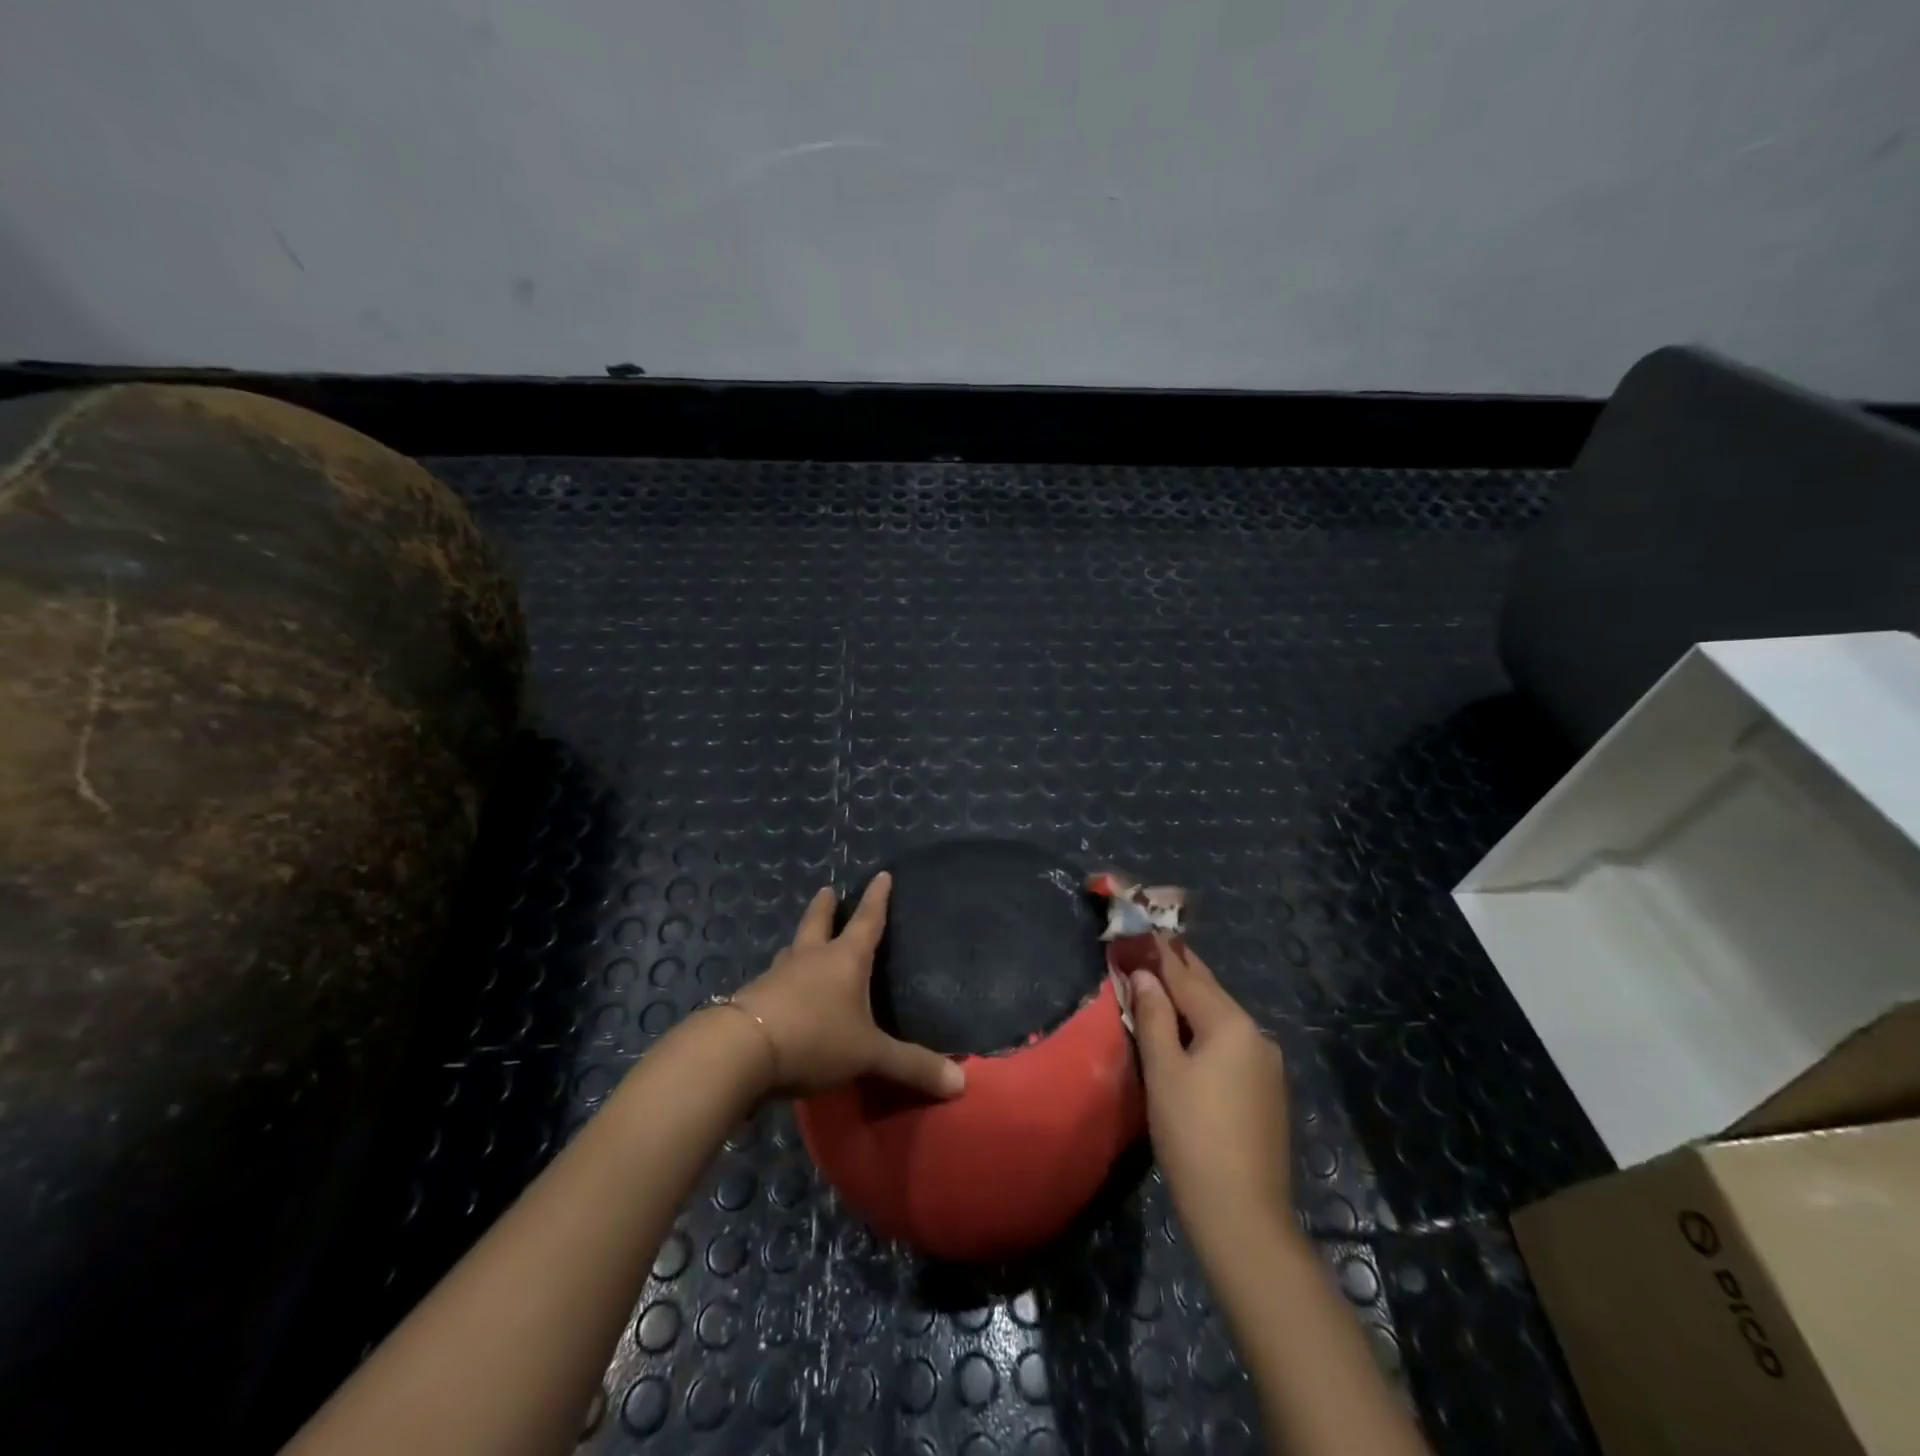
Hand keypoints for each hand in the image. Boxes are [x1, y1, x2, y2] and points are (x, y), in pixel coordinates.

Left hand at [731, 873, 965, 1100]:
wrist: (741, 1052)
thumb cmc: (815, 1039)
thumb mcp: (869, 1055)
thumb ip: (912, 1066)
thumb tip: (960, 1082)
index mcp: (844, 960)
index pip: (867, 921)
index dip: (877, 899)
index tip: (881, 875)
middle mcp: (811, 958)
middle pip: (818, 923)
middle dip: (826, 907)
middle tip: (826, 890)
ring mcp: (778, 976)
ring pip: (792, 950)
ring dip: (800, 942)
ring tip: (802, 940)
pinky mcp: (754, 998)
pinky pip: (774, 981)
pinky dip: (782, 979)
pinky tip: (781, 991)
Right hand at [1130, 936, 1291, 1245]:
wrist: (1242, 1216)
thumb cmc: (1192, 1135)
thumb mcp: (1163, 1071)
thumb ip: (1153, 1016)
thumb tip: (1143, 975)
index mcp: (1230, 1024)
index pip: (1187, 976)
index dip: (1160, 954)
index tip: (1141, 929)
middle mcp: (1256, 1035)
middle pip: (1209, 993)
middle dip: (1179, 971)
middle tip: (1150, 947)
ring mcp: (1266, 1065)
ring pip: (1221, 1019)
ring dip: (1191, 1001)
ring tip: (1161, 985)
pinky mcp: (1267, 1092)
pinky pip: (1230, 1044)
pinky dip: (1204, 1030)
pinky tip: (1187, 1034)